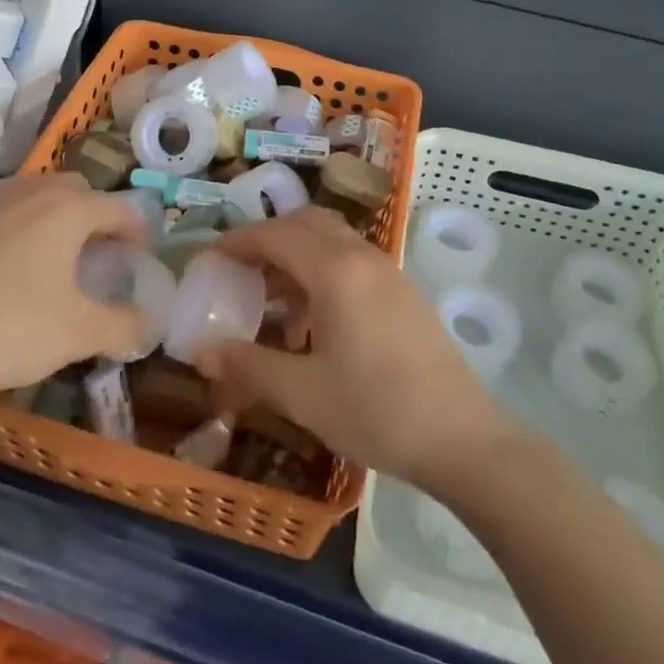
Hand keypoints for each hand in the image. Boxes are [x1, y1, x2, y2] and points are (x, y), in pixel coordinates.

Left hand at [0, 173, 148, 413]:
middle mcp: (26, 192)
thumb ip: (125, 325)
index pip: (118, 208)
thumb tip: (147, 321)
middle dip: (94, 216)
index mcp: (66, 210)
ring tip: (48, 261)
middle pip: (75, 190)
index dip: (137, 232)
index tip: (138, 258)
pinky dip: (12, 230)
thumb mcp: (79, 335)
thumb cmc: (8, 331)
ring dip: (51, 218)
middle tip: (95, 256)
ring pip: (32, 195)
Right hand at [195, 209, 515, 491]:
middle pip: (306, 223)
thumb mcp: (302, 393)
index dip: (237, 242)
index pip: (275, 235)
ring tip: (272, 298)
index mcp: (335, 271)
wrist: (462, 439)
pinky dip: (323, 270)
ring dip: (297, 254)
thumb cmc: (376, 411)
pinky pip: (353, 261)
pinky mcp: (405, 293)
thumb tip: (201, 353)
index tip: (209, 259)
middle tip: (240, 270)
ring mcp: (389, 272)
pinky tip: (314, 319)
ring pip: (333, 240)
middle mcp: (362, 257)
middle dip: (268, 238)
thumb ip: (248, 366)